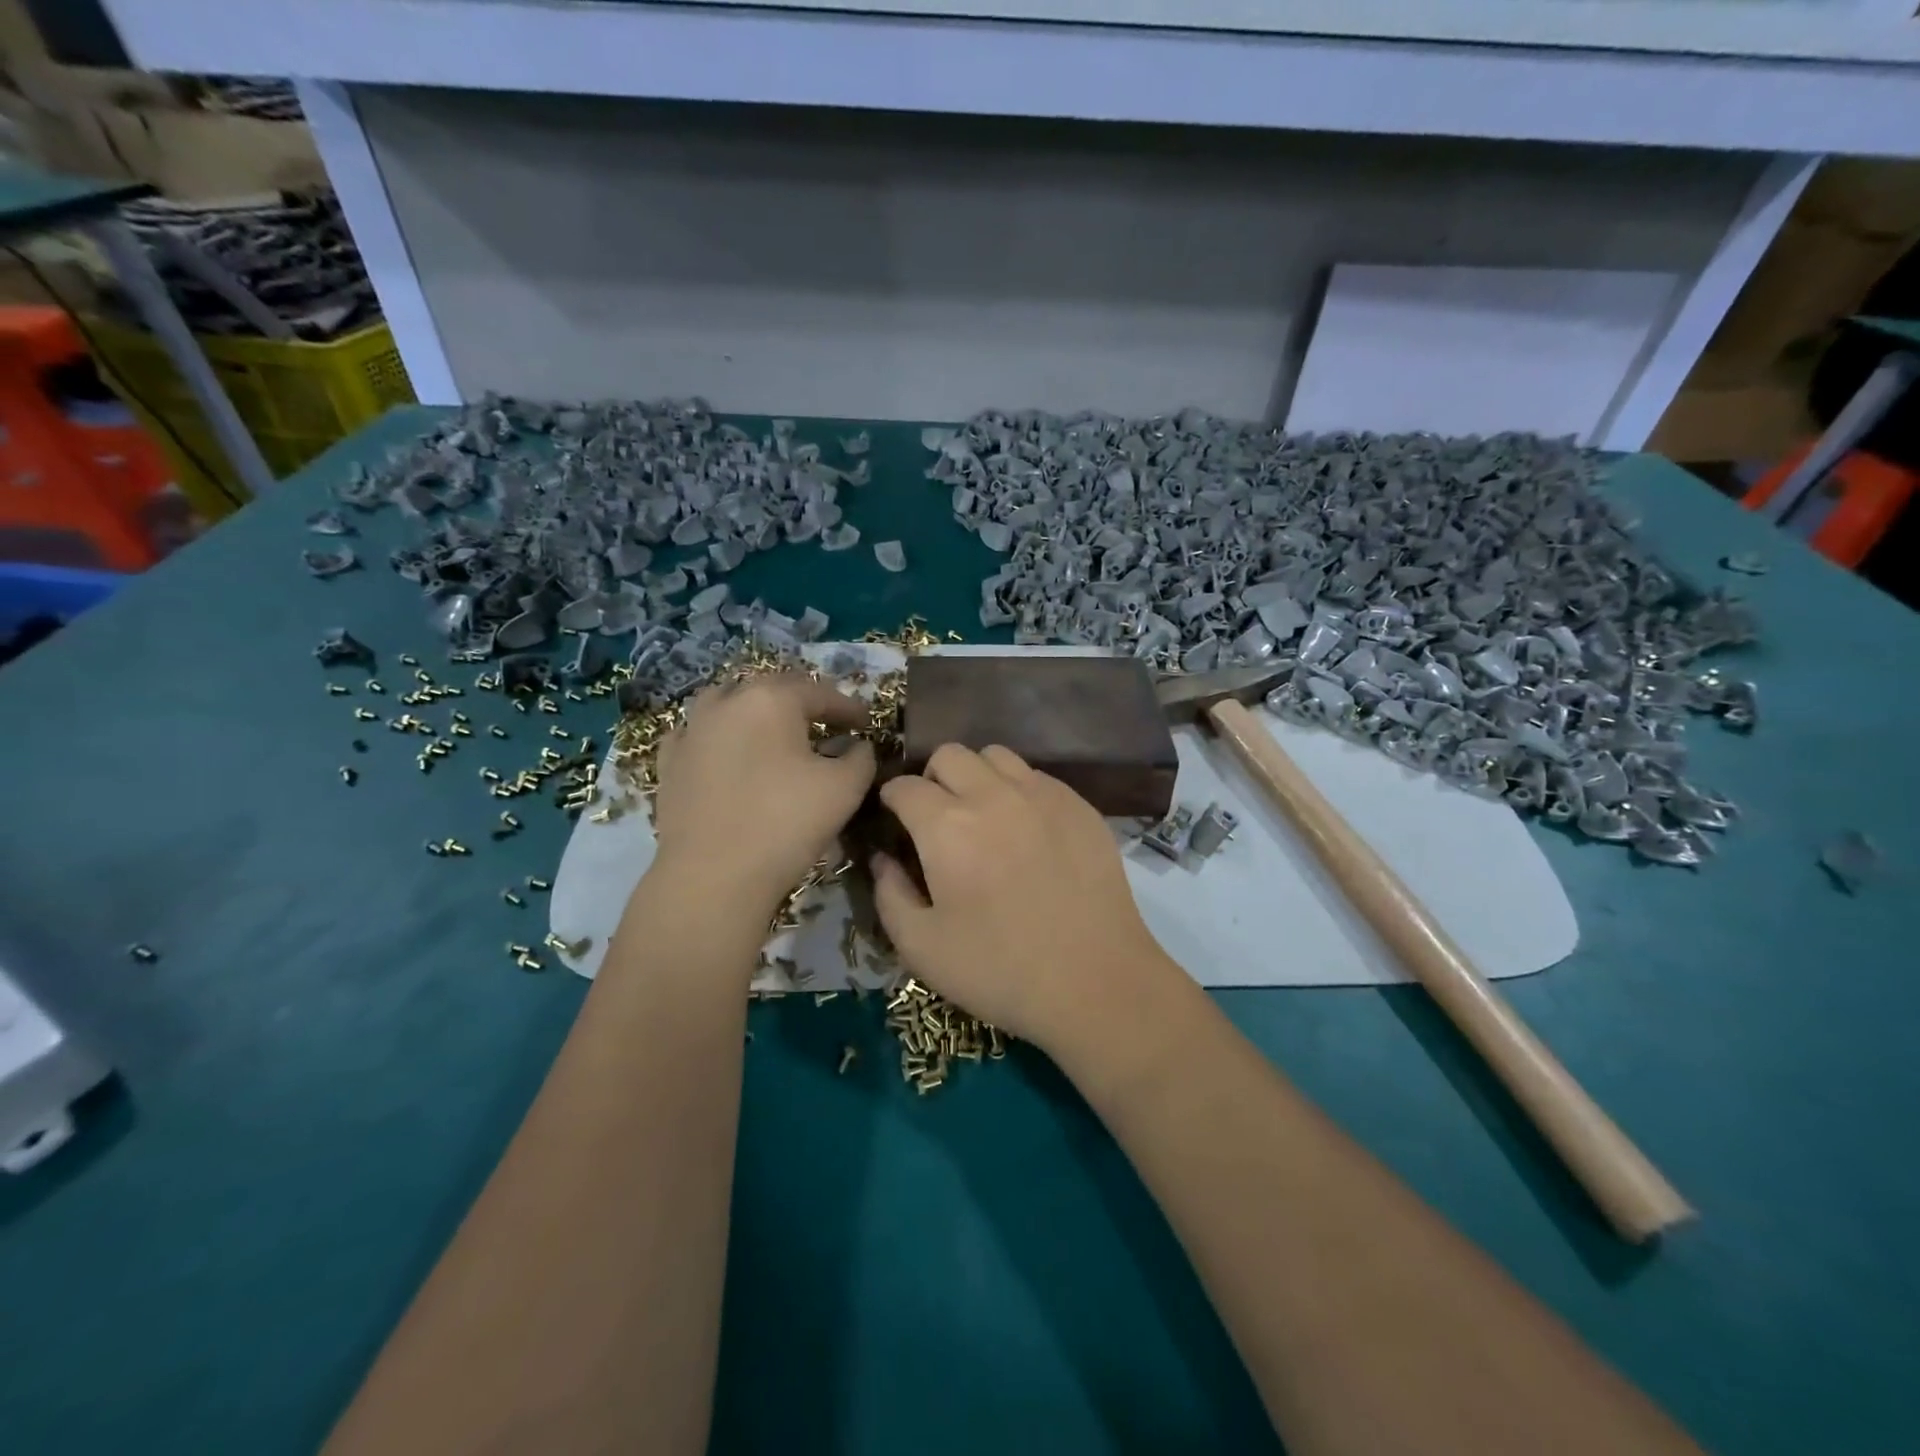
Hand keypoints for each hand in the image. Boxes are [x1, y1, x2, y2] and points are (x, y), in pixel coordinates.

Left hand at [651, 673, 875, 910]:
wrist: (713, 876)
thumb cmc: (786, 823)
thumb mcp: (845, 788)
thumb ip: (861, 757)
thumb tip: (857, 745)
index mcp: (772, 699)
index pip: (820, 693)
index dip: (848, 707)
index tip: (866, 722)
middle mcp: (728, 702)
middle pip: (772, 690)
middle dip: (803, 703)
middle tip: (826, 723)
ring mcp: (692, 730)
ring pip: (729, 704)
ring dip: (757, 712)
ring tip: (775, 733)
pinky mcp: (670, 761)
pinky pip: (700, 734)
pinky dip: (720, 736)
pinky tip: (728, 753)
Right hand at [870, 744, 1173, 1048]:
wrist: (1095, 981)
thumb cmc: (999, 970)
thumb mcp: (921, 948)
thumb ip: (889, 894)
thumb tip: (882, 859)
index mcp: (947, 826)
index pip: (905, 786)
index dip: (892, 799)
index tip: (895, 818)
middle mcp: (993, 795)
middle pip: (950, 754)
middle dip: (932, 777)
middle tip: (937, 815)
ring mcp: (1042, 794)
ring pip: (996, 756)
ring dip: (977, 775)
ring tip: (982, 813)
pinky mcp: (1079, 805)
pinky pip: (1036, 776)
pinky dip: (1018, 789)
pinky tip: (1025, 828)